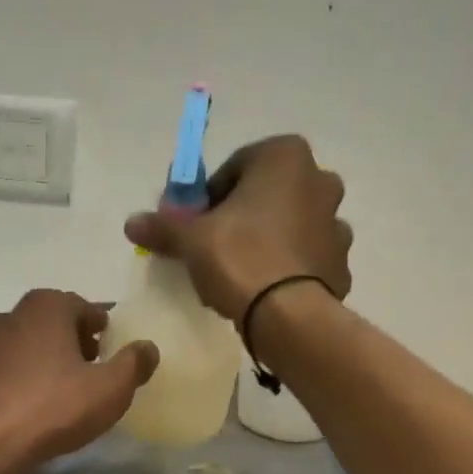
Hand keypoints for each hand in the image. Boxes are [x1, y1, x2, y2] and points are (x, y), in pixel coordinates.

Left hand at [0, 290, 157, 473]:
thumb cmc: (51, 409)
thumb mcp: (110, 390)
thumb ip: (133, 364)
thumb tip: (148, 347)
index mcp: (45, 309)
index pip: (80, 306)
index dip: (97, 325)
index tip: (107, 346)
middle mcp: (6, 316)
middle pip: (44, 321)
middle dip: (64, 340)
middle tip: (82, 368)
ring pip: (10, 345)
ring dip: (28, 359)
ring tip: (45, 389)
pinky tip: (3, 402)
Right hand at [123, 135, 351, 320]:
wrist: (289, 315)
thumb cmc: (239, 257)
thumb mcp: (190, 239)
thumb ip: (163, 225)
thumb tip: (131, 222)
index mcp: (285, 157)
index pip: (235, 168)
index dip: (210, 196)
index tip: (195, 223)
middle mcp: (320, 181)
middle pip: (267, 194)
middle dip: (242, 215)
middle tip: (214, 246)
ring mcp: (337, 224)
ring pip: (290, 226)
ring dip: (267, 241)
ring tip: (239, 273)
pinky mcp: (341, 263)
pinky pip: (306, 258)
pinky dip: (287, 267)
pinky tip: (264, 290)